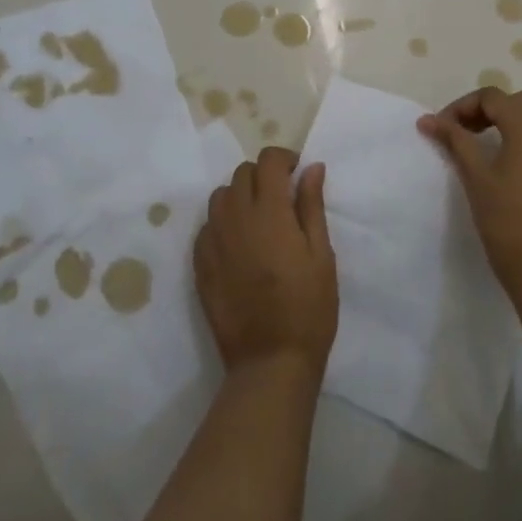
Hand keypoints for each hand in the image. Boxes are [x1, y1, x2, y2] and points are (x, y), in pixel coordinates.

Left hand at [194, 147, 337, 379]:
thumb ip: (312, 206)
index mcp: (269, 211)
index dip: (283, 159)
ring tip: (258, 220)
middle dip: (263, 176)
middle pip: (242, 174)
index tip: (296, 174)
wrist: (270, 361)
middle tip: (281, 199)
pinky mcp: (200, 264)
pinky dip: (223, 223)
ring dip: (240, 197)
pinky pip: (207, 226)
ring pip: (220, 197)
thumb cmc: (308, 307)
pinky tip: (239, 245)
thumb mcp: (321, 255)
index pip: (267, 161)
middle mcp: (236, 218)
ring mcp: (213, 240)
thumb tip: (311, 168)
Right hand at [418, 86, 521, 301]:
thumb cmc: (507, 221)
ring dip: (510, 124)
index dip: (462, 107)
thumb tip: (428, 119)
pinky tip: (514, 172)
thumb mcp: (475, 177)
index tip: (442, 129)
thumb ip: (455, 140)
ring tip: (487, 149)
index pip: (491, 97)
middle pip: (517, 103)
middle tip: (463, 134)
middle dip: (487, 111)